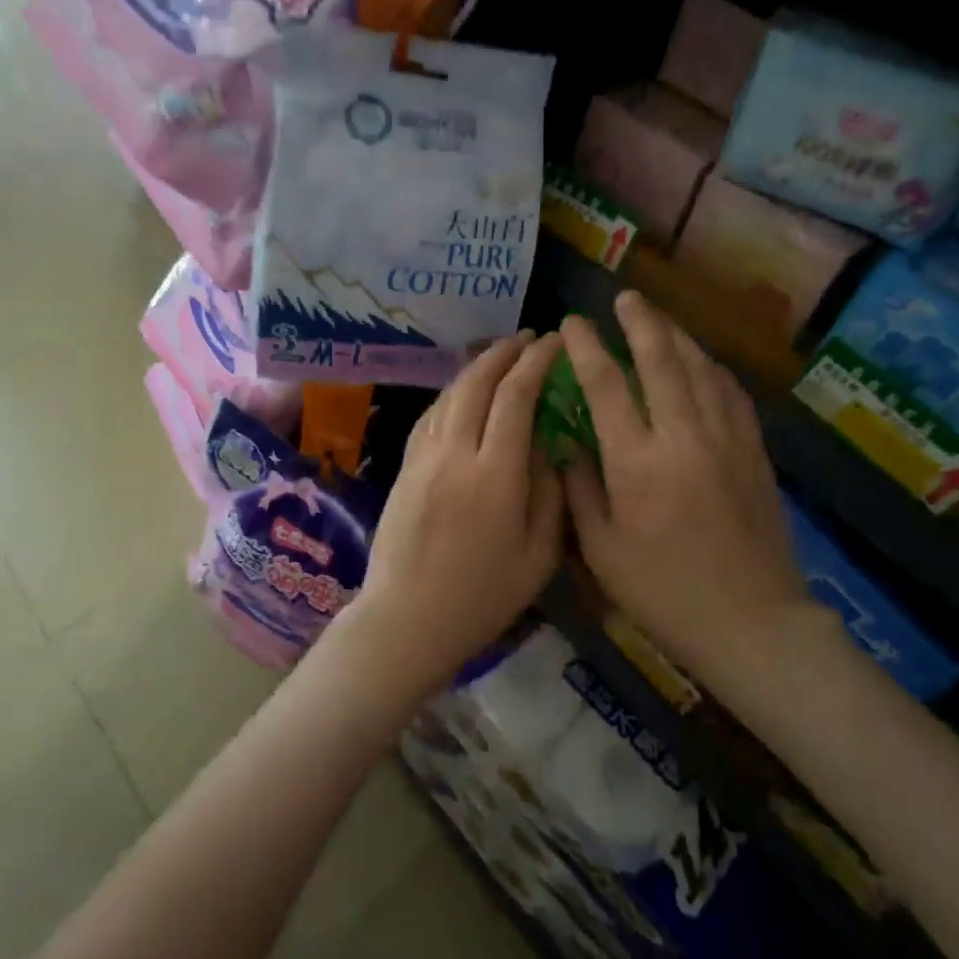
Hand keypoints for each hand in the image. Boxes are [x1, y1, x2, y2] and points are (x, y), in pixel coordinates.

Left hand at [342, 331, 567, 696]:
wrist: (406, 620)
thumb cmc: (482, 598)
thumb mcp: (539, 557)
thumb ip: (550, 495)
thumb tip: (551, 447)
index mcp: (495, 475)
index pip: (516, 398)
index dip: (536, 363)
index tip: (554, 343)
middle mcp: (455, 454)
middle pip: (477, 384)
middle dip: (504, 353)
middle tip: (528, 338)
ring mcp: (423, 458)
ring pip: (449, 395)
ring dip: (475, 368)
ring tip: (499, 355)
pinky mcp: (404, 468)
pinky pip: (429, 417)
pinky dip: (451, 395)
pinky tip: (462, 393)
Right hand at [561, 293, 810, 671]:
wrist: (752, 623)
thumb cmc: (664, 593)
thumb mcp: (602, 550)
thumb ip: (580, 489)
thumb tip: (566, 444)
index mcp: (637, 461)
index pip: (606, 384)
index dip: (587, 348)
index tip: (573, 324)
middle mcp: (683, 437)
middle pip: (661, 360)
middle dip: (640, 322)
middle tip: (625, 297)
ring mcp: (725, 440)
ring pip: (701, 369)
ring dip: (678, 336)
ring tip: (659, 319)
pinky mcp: (754, 452)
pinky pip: (732, 394)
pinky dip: (713, 369)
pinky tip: (703, 363)